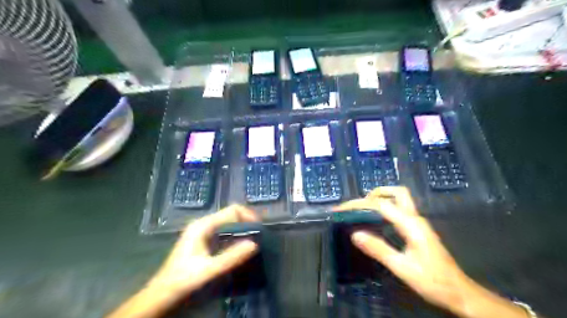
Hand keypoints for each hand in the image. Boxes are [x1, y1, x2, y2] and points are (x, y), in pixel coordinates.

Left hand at [147, 206, 259, 300]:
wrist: (162, 294)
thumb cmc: (183, 280)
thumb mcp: (209, 270)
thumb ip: (231, 257)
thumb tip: (255, 244)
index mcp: (203, 226)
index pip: (232, 210)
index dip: (248, 216)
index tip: (260, 228)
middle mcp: (203, 224)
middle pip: (231, 215)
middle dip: (246, 222)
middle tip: (259, 236)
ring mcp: (203, 232)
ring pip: (228, 223)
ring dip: (242, 229)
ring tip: (254, 241)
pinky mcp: (204, 240)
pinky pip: (224, 232)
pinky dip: (235, 236)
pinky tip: (241, 247)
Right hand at [335, 188, 486, 315]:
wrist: (459, 293)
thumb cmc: (433, 281)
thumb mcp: (402, 268)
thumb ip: (378, 249)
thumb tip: (354, 234)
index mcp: (411, 224)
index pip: (381, 205)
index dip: (359, 204)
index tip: (342, 209)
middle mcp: (415, 218)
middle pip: (396, 192)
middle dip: (374, 194)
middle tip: (357, 206)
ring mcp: (418, 222)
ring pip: (399, 199)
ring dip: (380, 199)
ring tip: (362, 210)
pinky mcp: (417, 229)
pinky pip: (399, 210)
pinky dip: (384, 208)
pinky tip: (376, 221)